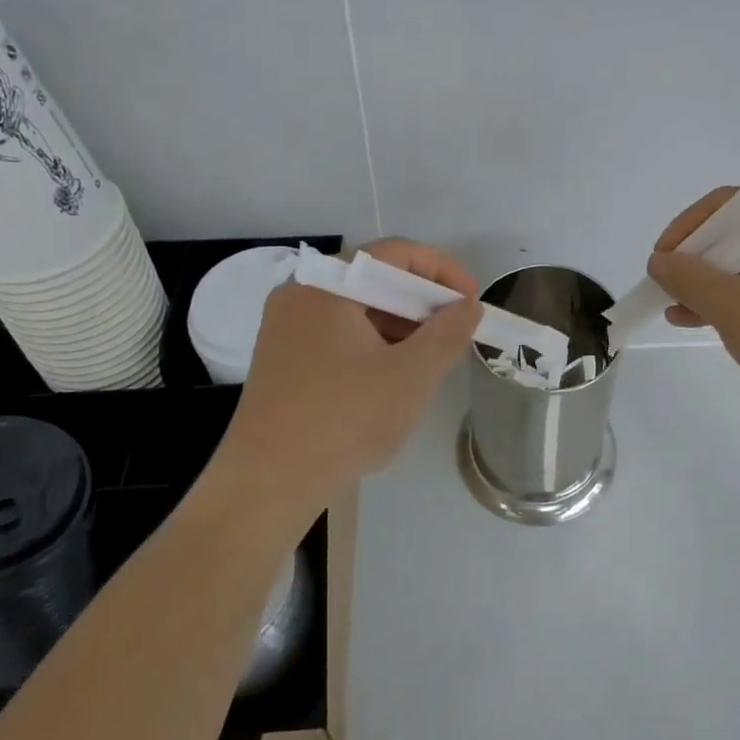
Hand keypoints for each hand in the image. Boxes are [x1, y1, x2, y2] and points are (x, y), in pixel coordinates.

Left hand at [214, 239, 481, 518]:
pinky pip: (338, 334)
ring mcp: (286, 328)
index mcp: (327, 285)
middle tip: (455, 330)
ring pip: (357, 309)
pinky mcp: (283, 360)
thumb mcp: (411, 375)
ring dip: (400, 324)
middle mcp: (300, 295)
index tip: (471, 300)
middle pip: (373, 278)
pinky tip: (393, 376)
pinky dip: (373, 344)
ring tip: (431, 358)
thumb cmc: (343, 420)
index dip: (442, 270)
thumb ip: (447, 333)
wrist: (268, 485)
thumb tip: (468, 307)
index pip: (394, 253)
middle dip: (422, 300)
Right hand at [646, 189, 739, 425]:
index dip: (686, 229)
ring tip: (679, 312)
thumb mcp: (733, 307)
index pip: (729, 204)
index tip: (660, 260)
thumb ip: (688, 278)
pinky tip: (709, 322)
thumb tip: (660, 261)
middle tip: (668, 288)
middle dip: (698, 262)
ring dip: (715, 285)